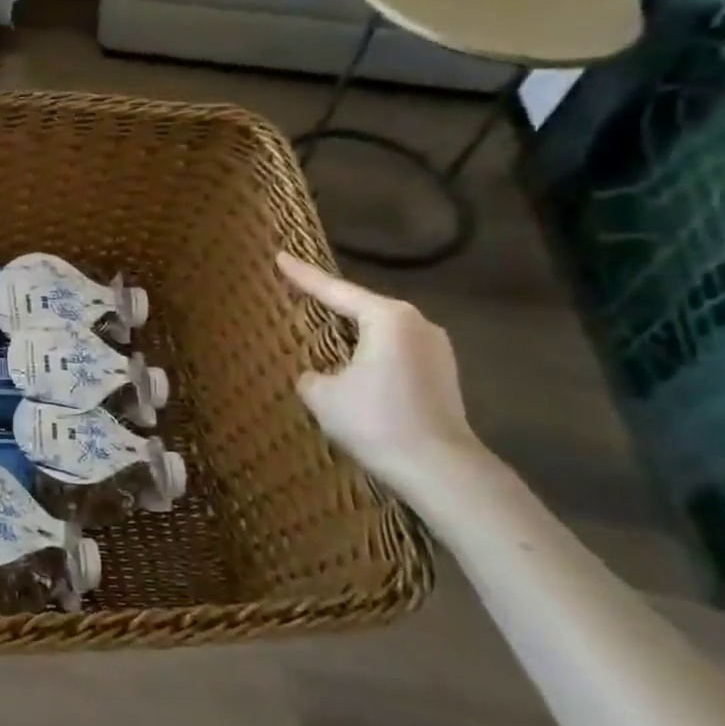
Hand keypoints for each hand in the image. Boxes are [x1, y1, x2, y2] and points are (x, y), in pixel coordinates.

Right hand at [276, 252, 482, 484]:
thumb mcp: (322, 395)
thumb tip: (317, 376)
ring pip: (382, 332)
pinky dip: (372, 355)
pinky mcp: (443, 376)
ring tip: (326, 333)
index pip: (335, 290)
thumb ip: (311, 375)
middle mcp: (417, 324)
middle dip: (333, 303)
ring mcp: (437, 350)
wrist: (440, 469)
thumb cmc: (375, 420)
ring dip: (354, 334)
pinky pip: (396, 353)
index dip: (303, 275)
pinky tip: (355, 368)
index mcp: (388, 317)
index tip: (281, 256)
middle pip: (363, 307)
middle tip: (302, 294)